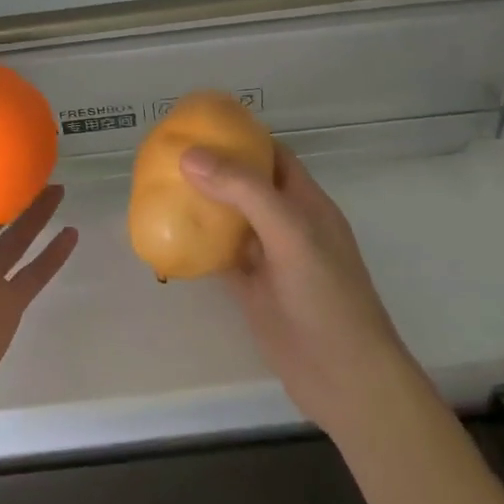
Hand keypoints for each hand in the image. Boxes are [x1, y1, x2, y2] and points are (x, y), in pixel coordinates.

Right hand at [181, 144, 414, 441]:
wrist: (343, 377)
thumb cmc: (326, 296)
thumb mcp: (290, 234)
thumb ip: (244, 191)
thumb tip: (190, 155)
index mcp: (306, 202)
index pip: (273, 155)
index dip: (241, 137)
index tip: (200, 126)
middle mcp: (287, 224)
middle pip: (247, 185)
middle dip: (213, 169)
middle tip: (169, 156)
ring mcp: (269, 259)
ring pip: (231, 221)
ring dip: (201, 206)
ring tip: (160, 189)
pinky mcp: (253, 289)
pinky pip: (220, 258)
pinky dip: (197, 246)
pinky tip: (167, 238)